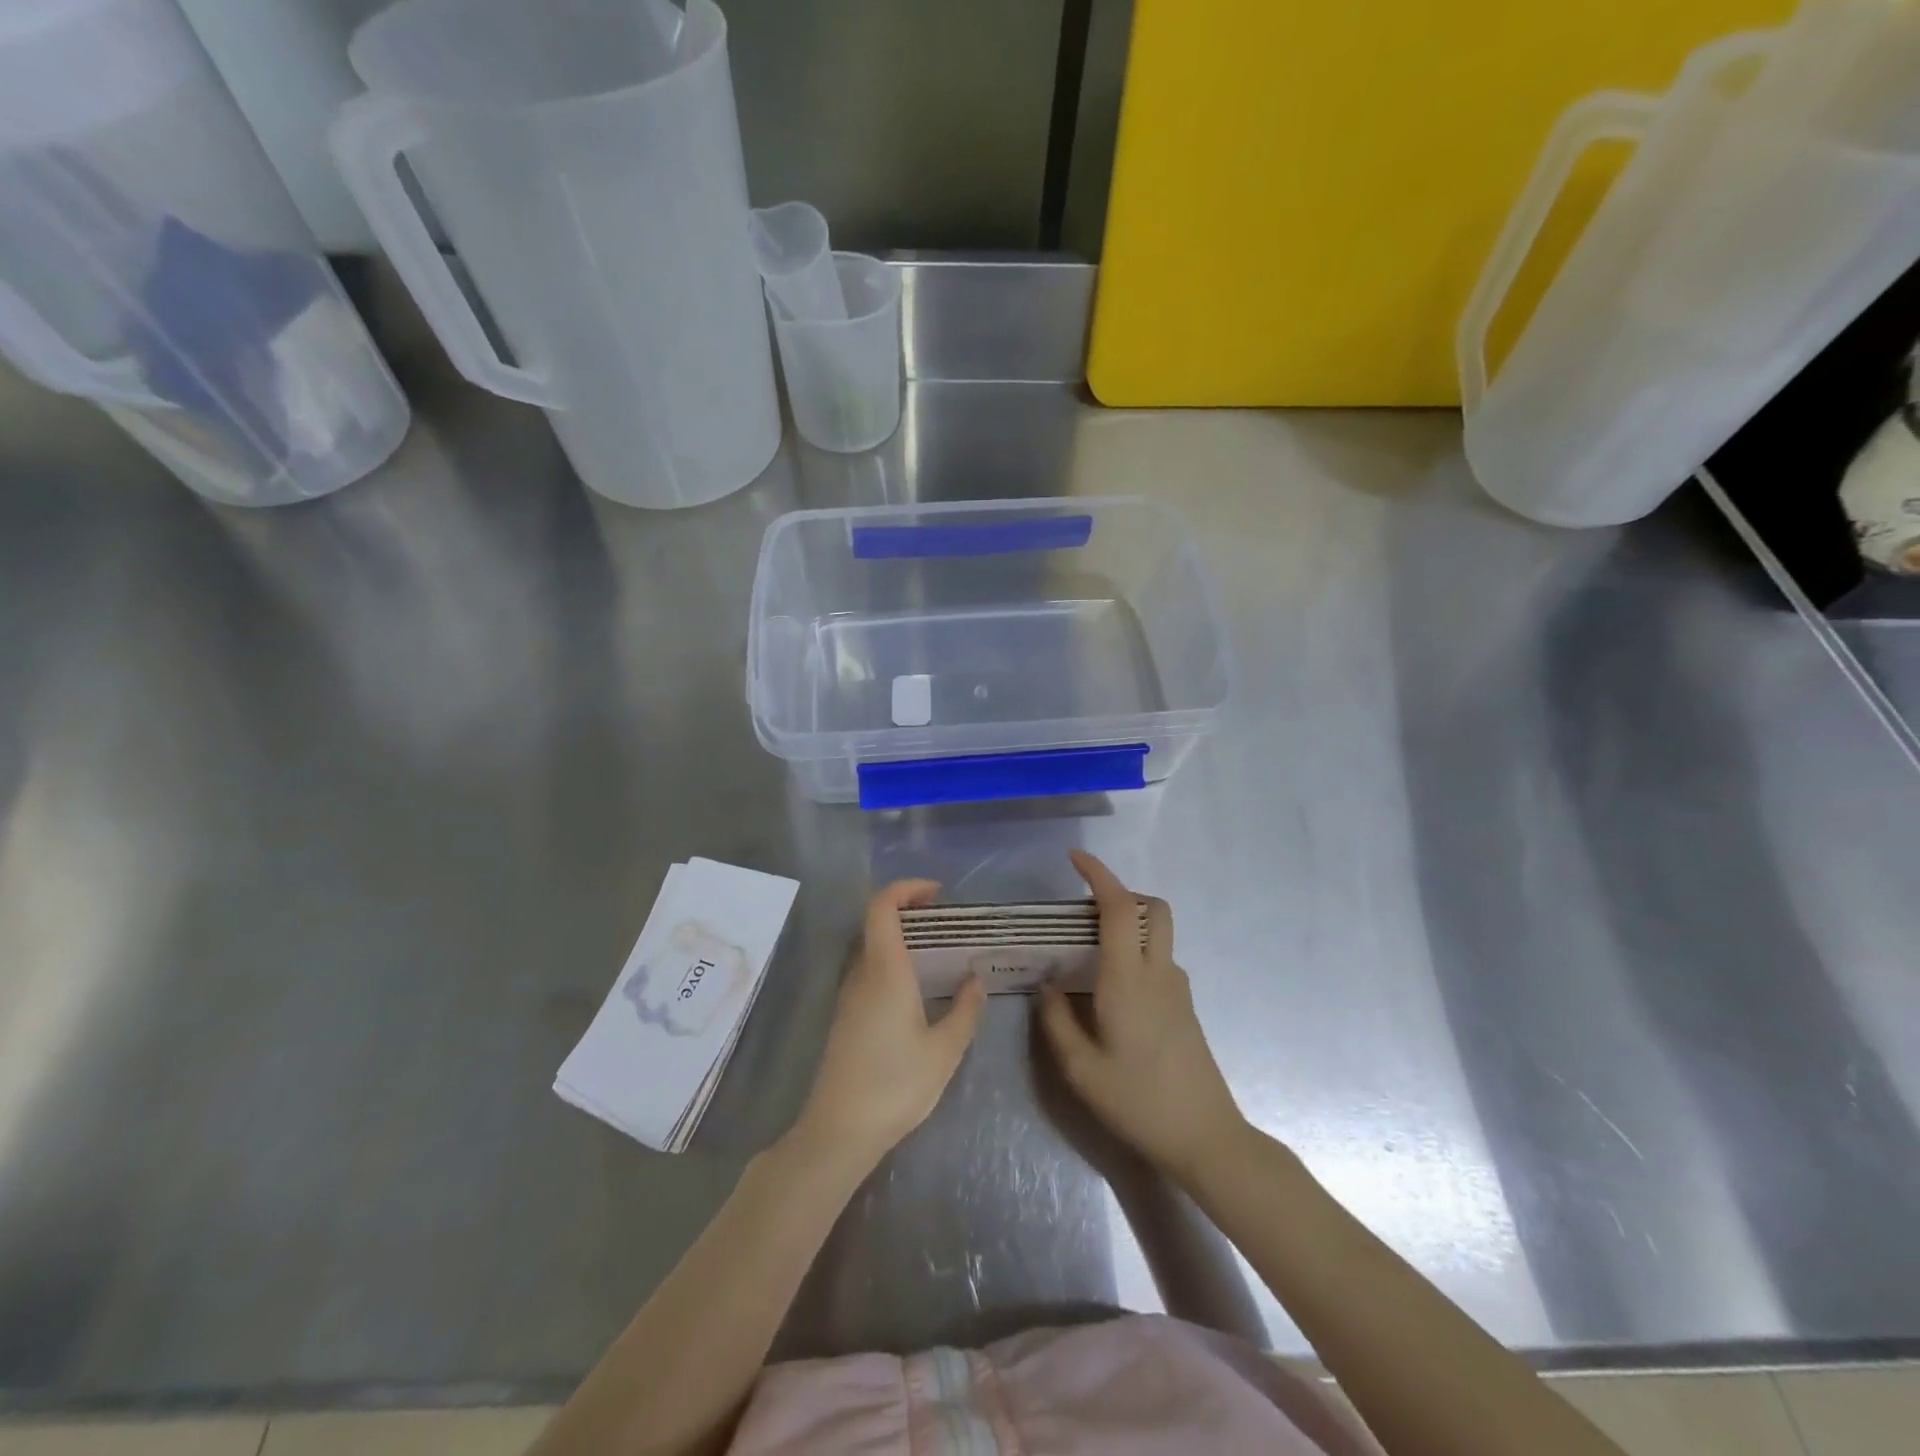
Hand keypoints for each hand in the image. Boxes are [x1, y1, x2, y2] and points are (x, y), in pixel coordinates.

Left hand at [793, 880, 985, 1166]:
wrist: (839, 1130)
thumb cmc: (896, 1085)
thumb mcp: (945, 1050)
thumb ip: (964, 1009)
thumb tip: (975, 979)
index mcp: (885, 971)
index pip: (883, 907)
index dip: (906, 889)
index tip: (937, 894)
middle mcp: (861, 974)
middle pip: (876, 922)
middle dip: (908, 910)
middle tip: (945, 922)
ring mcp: (848, 996)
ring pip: (871, 947)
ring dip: (900, 937)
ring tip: (937, 952)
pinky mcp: (845, 1016)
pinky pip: (868, 971)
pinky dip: (892, 961)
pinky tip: (916, 988)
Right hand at [1040, 850, 1246, 1181]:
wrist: (1206, 1139)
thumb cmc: (1138, 1101)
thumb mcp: (1080, 1069)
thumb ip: (1056, 1020)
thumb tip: (1048, 985)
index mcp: (1128, 978)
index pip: (1118, 908)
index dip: (1098, 875)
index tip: (1075, 859)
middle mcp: (1158, 973)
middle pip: (1152, 908)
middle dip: (1123, 894)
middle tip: (1085, 911)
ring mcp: (1178, 989)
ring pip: (1157, 934)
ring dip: (1128, 926)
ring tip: (1088, 954)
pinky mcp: (1185, 1008)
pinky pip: (1159, 961)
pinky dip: (1136, 953)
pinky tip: (1112, 992)